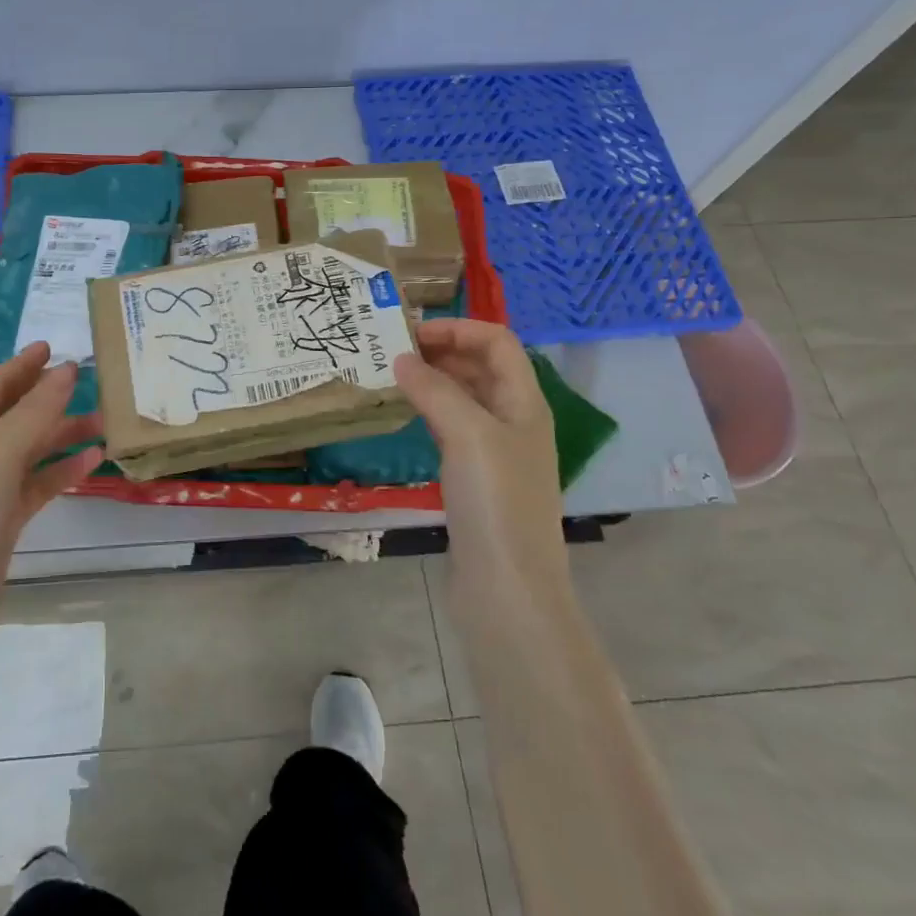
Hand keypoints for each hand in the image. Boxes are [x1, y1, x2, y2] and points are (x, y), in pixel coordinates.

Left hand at [0, 344, 102, 646]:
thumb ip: (36, 409)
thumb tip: (68, 369)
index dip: (23, 364)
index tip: (54, 346)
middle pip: (18, 413)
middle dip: (52, 397)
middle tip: (95, 381)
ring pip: (34, 448)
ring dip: (66, 432)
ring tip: (106, 420)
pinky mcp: (6, 520)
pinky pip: (40, 483)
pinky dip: (65, 469)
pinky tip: (94, 460)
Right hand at [394, 318, 566, 587]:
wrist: (507, 587)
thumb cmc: (496, 502)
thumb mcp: (468, 434)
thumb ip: (435, 390)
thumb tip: (400, 358)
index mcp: (525, 403)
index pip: (497, 342)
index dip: (458, 328)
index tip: (411, 333)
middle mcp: (514, 420)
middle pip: (481, 366)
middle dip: (441, 350)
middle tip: (391, 350)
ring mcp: (495, 451)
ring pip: (464, 397)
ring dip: (432, 380)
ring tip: (390, 376)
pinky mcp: (474, 478)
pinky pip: (451, 428)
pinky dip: (428, 411)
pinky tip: (403, 414)